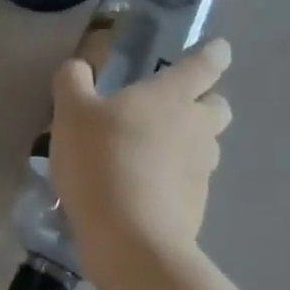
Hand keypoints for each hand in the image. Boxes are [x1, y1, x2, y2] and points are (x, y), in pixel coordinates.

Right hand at [49, 39, 233, 268]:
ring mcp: (201, 171)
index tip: (218, 49)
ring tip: (152, 152)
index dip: (214, 53)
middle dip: (205, 103)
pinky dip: (175, 182)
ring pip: (207, 147)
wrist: (130, 240)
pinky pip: (191, 184)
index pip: (206, 64)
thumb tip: (79, 67)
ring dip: (189, 144)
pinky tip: (143, 191)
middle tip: (173, 108)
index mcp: (172, 96)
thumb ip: (73, 81)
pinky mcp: (197, 207)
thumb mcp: (71, 113)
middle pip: (218, 107)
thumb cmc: (102, 160)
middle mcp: (196, 128)